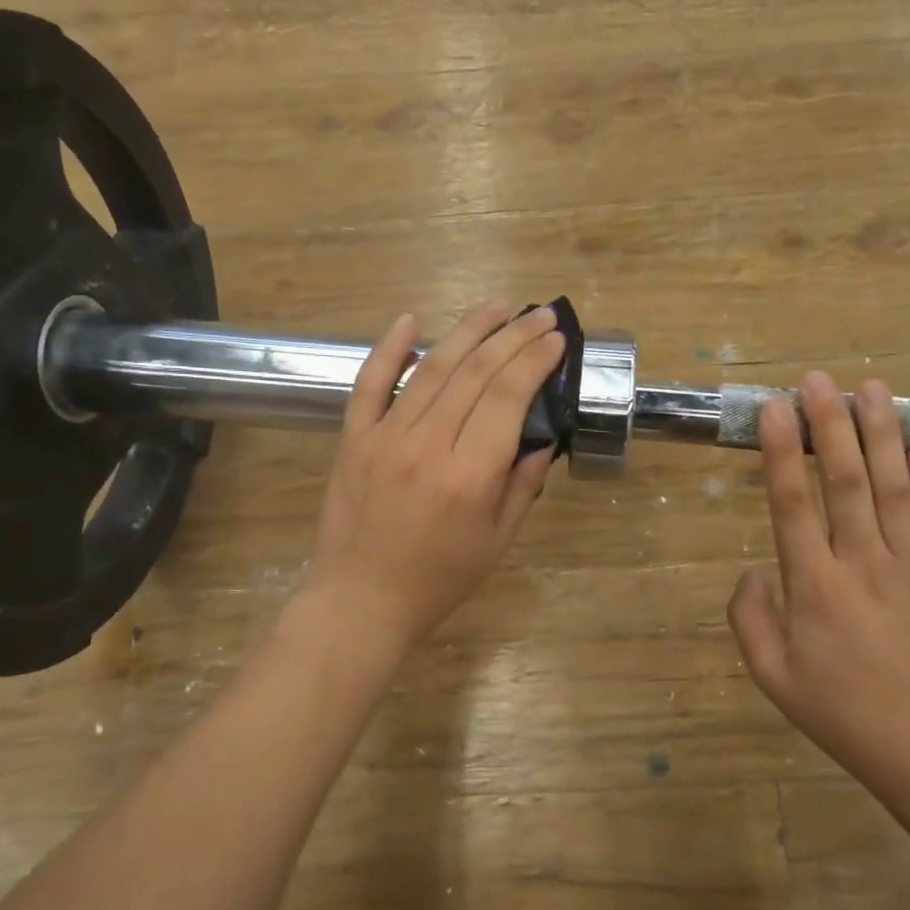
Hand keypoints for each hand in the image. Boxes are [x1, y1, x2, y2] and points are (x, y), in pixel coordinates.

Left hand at [300, 303, 564, 657]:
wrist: (360, 601)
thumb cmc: (438, 580)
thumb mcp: (497, 542)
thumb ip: (521, 485)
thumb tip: (540, 436)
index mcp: (469, 476)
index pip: (508, 397)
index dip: (534, 361)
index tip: (555, 340)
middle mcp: (428, 445)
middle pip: (475, 373)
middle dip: (513, 337)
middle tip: (539, 315)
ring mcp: (384, 437)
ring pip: (431, 369)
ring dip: (467, 331)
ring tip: (496, 308)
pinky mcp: (353, 438)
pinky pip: (369, 384)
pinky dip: (388, 349)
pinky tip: (410, 320)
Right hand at [727, 374, 909, 819]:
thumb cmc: (847, 717)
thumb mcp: (775, 679)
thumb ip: (750, 620)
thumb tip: (752, 572)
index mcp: (815, 586)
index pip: (793, 503)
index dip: (782, 451)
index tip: (772, 407)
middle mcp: (862, 562)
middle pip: (847, 479)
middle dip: (830, 424)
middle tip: (817, 379)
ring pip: (894, 485)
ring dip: (881, 433)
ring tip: (871, 388)